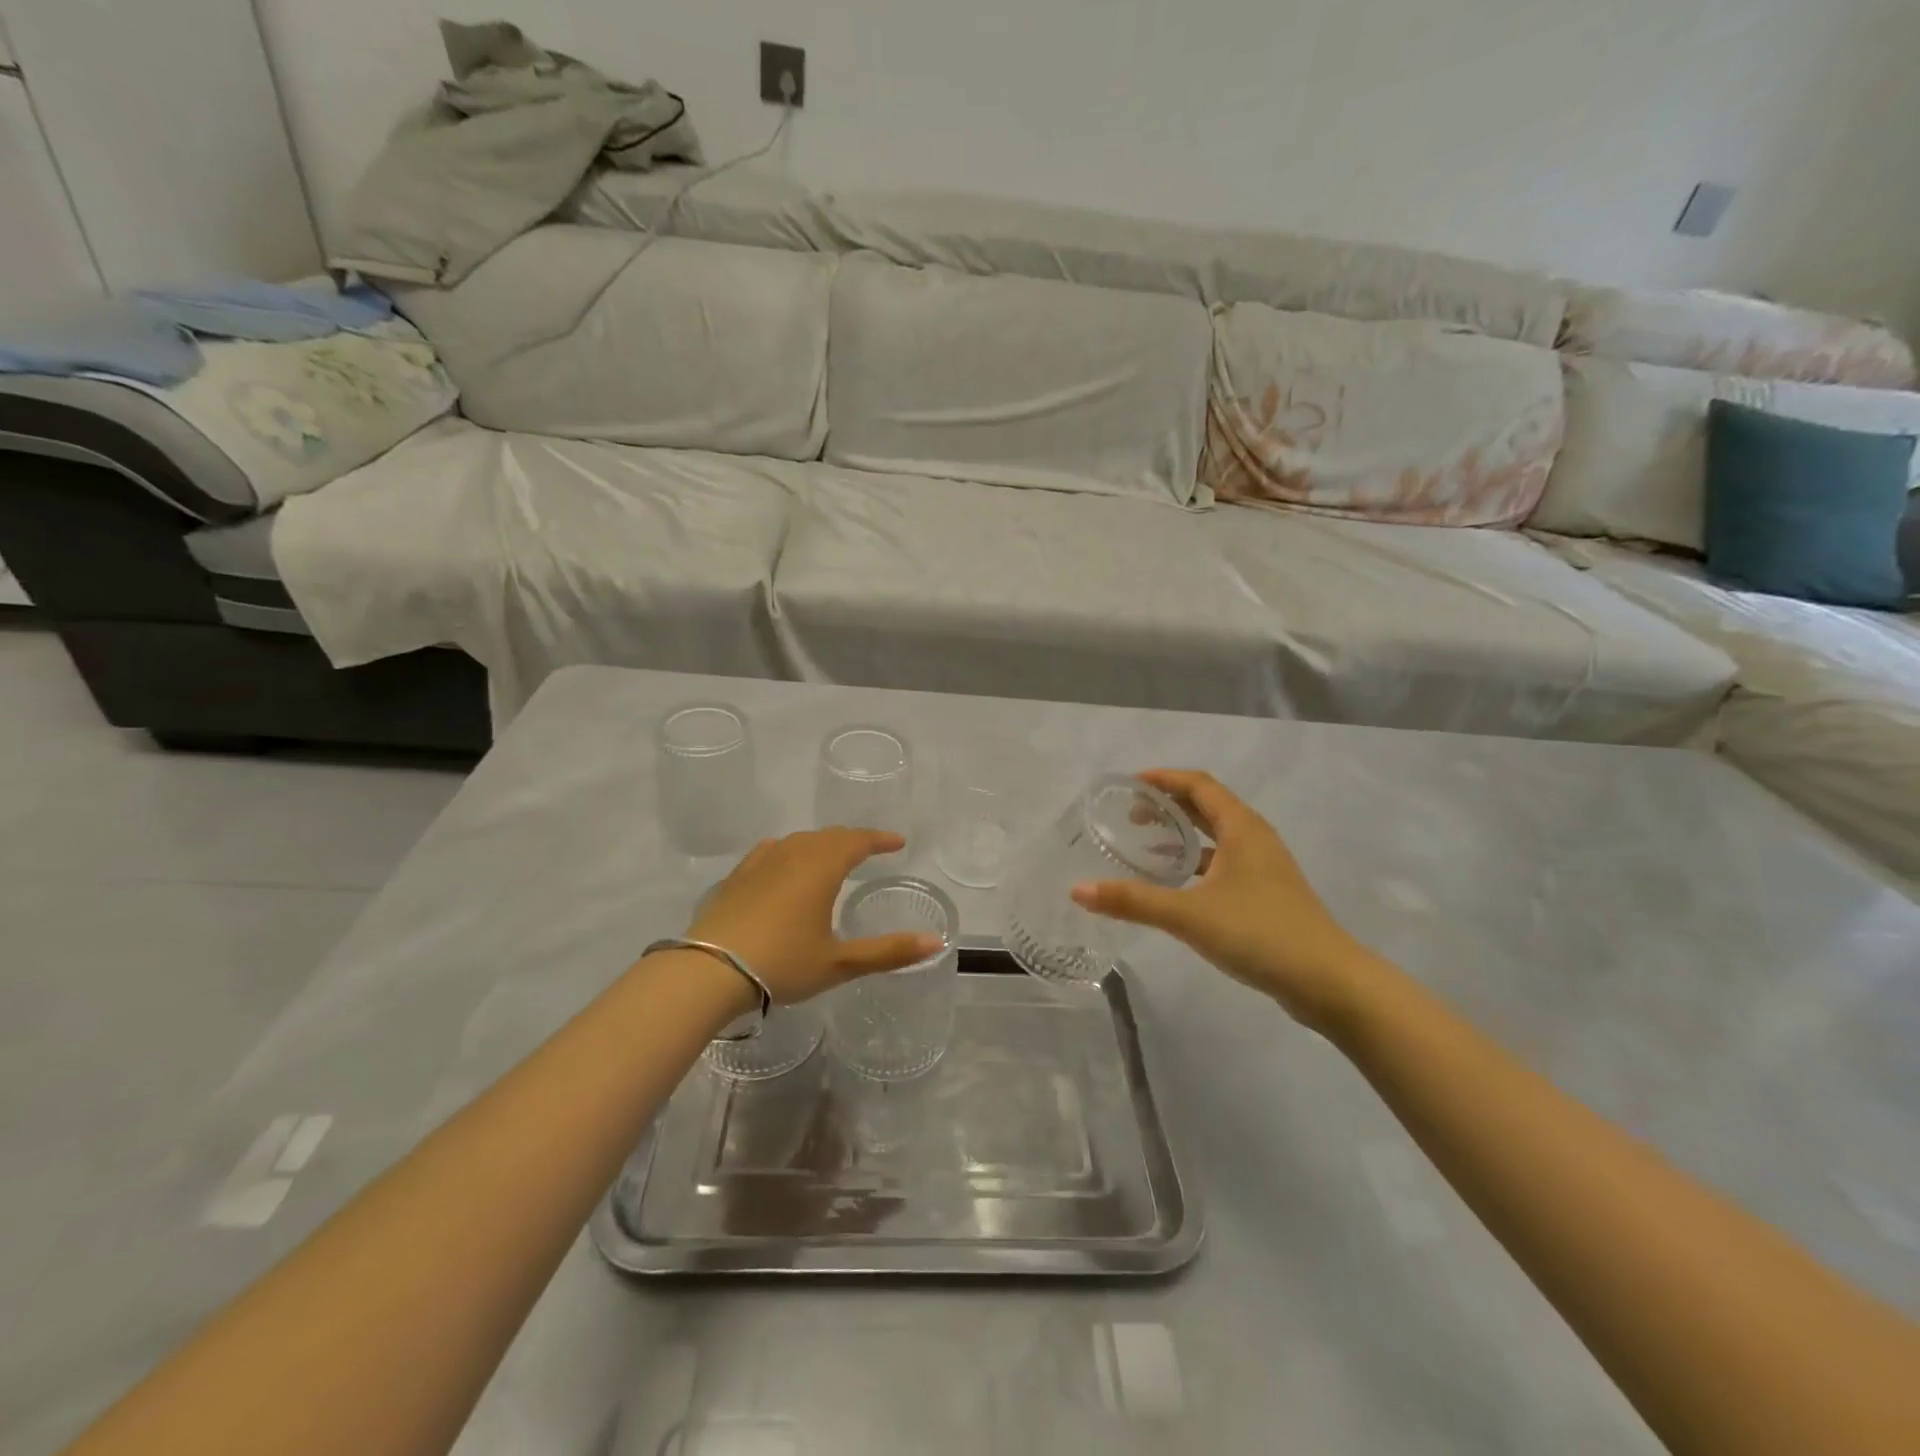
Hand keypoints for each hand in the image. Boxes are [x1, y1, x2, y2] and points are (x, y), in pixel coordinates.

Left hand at [685, 829, 943, 1004]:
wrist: (708, 971)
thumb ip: (889, 951)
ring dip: (821, 844)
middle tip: (870, 849)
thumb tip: (936, 942)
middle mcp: (793, 854)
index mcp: (822, 867)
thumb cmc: (782, 963)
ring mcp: (760, 862)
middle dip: (853, 840)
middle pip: (829, 836)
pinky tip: (783, 863)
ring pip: (799, 840)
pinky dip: (789, 851)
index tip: (897, 842)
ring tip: (831, 857)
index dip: (880, 839)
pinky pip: (771, 851)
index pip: (858, 841)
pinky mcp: (737, 876)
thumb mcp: (840, 962)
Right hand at [1071, 770, 1379, 1031]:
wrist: (1329, 982)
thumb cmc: (1260, 934)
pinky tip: (1177, 885)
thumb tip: (1077, 890)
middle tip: (1129, 813)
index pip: (1198, 785)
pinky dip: (1196, 862)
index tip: (1128, 783)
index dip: (1164, 778)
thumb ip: (1133, 901)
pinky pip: (1224, 862)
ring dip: (1182, 833)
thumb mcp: (1189, 915)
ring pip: (1217, 836)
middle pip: (1207, 806)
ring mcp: (1265, 867)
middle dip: (1168, 804)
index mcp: (1242, 828)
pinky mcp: (1267, 894)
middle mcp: (1255, 839)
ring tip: (1146, 843)